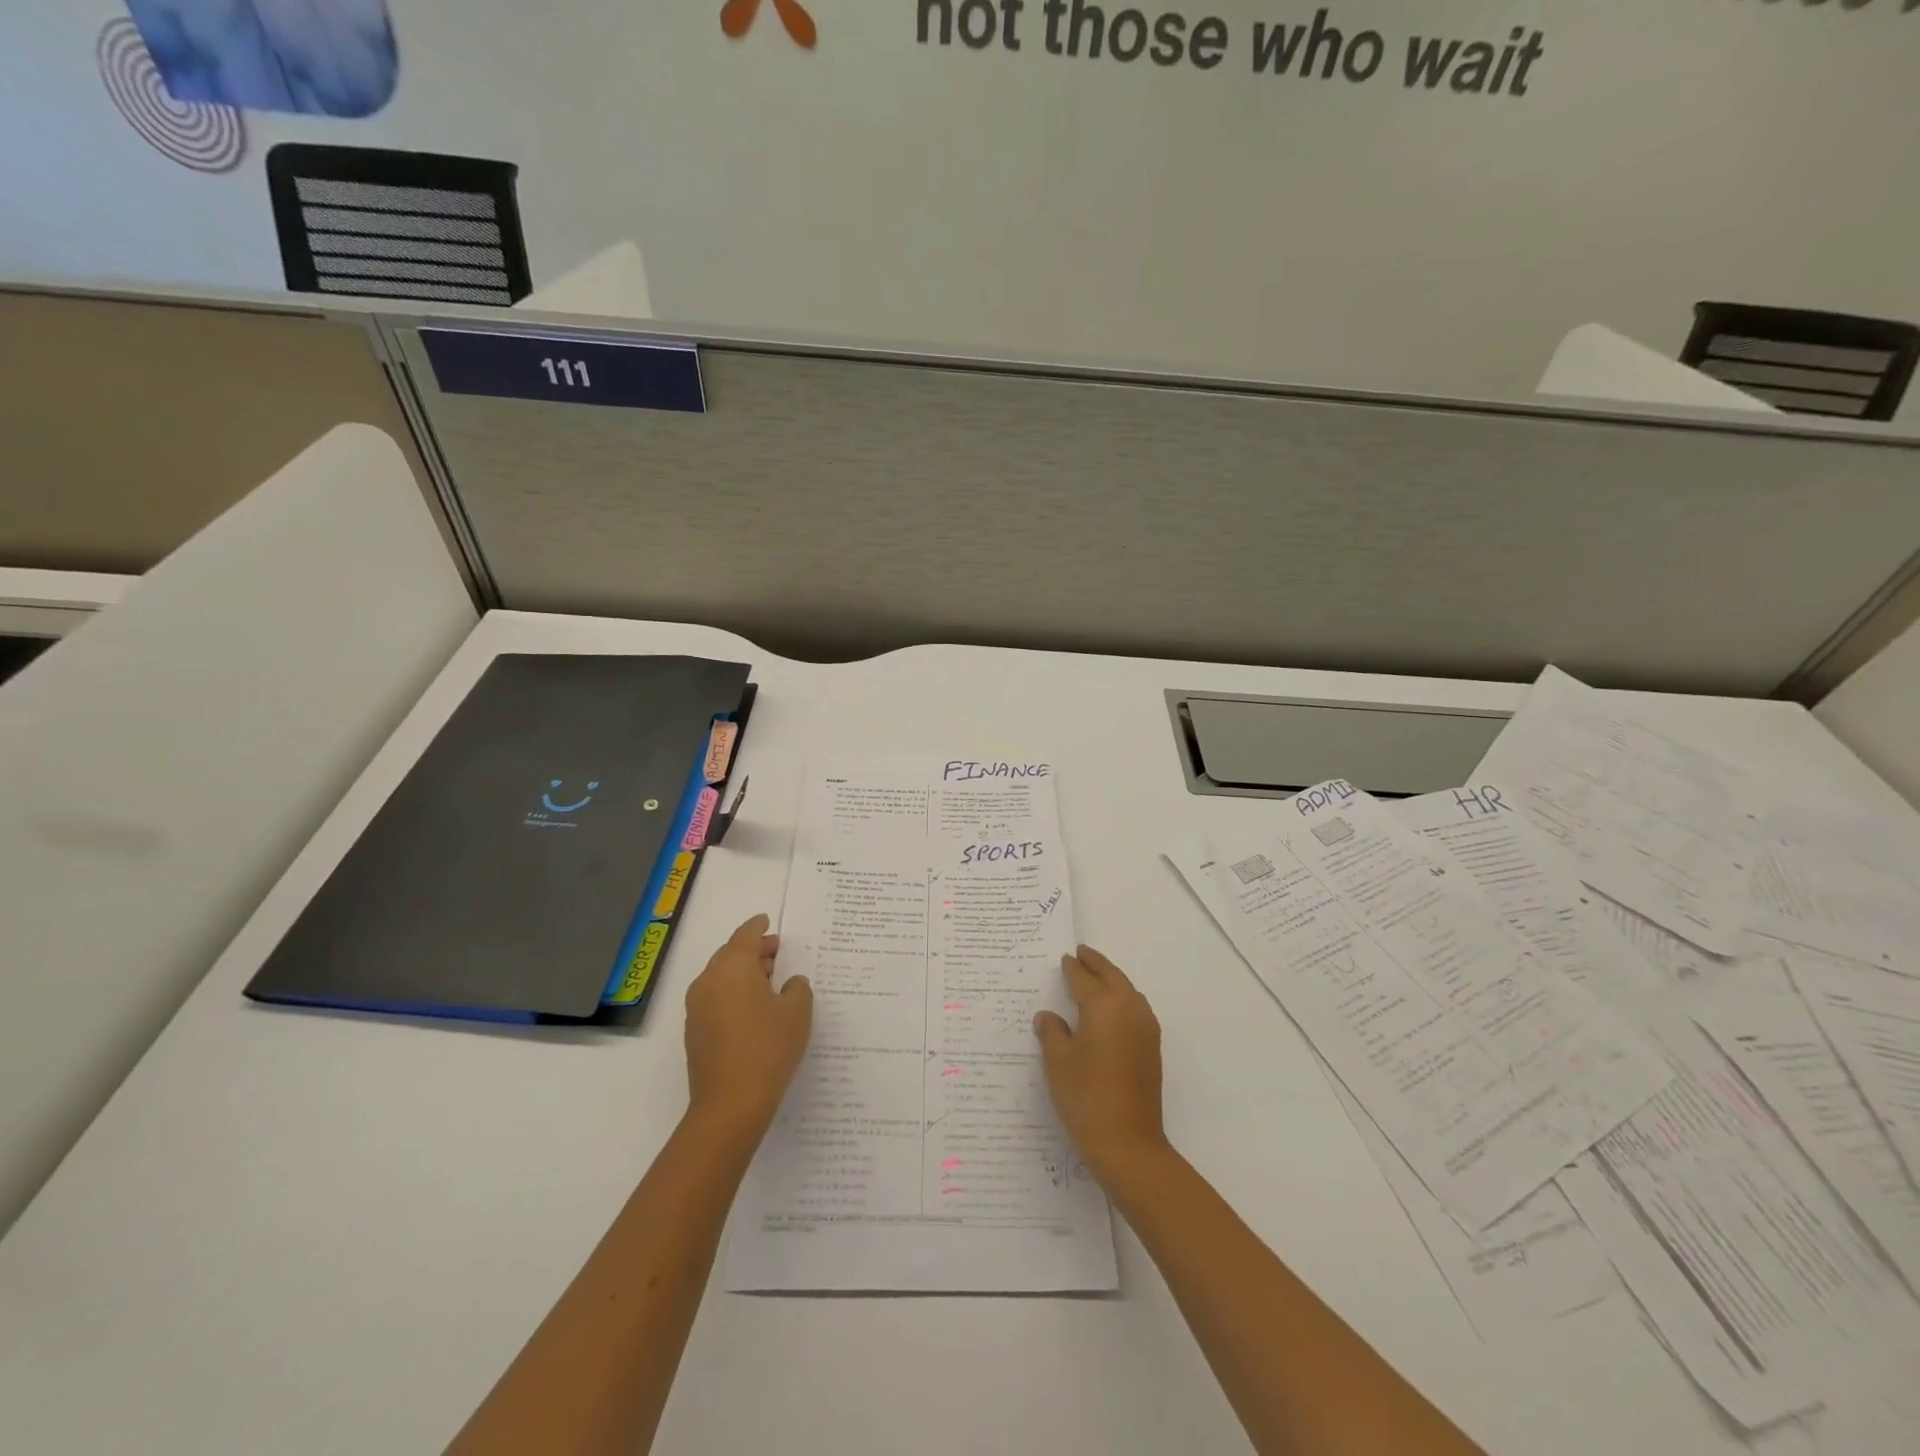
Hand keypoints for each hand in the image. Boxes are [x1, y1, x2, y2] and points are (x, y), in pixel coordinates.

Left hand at [684, 914, 812, 1140]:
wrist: (730, 1104)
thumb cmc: (768, 1048)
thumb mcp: (797, 1012)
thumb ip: (797, 989)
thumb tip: (789, 984)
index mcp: (733, 967)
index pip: (745, 935)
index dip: (759, 927)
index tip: (768, 921)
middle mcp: (709, 981)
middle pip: (731, 955)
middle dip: (753, 951)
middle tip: (777, 952)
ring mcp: (697, 1008)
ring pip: (721, 977)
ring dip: (743, 974)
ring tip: (769, 981)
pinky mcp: (695, 1032)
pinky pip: (716, 999)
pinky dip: (734, 994)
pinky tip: (754, 1010)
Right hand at [1034, 946, 1167, 1181]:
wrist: (1129, 1144)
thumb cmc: (1086, 1098)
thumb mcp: (1058, 1063)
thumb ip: (1052, 1033)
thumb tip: (1048, 1016)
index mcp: (1103, 1006)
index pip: (1084, 979)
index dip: (1072, 968)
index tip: (1064, 958)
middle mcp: (1128, 1009)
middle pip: (1112, 976)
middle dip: (1096, 963)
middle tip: (1080, 954)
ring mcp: (1145, 1028)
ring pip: (1128, 990)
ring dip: (1112, 979)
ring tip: (1094, 976)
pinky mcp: (1151, 1047)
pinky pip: (1135, 1007)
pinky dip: (1122, 997)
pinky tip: (1110, 1009)